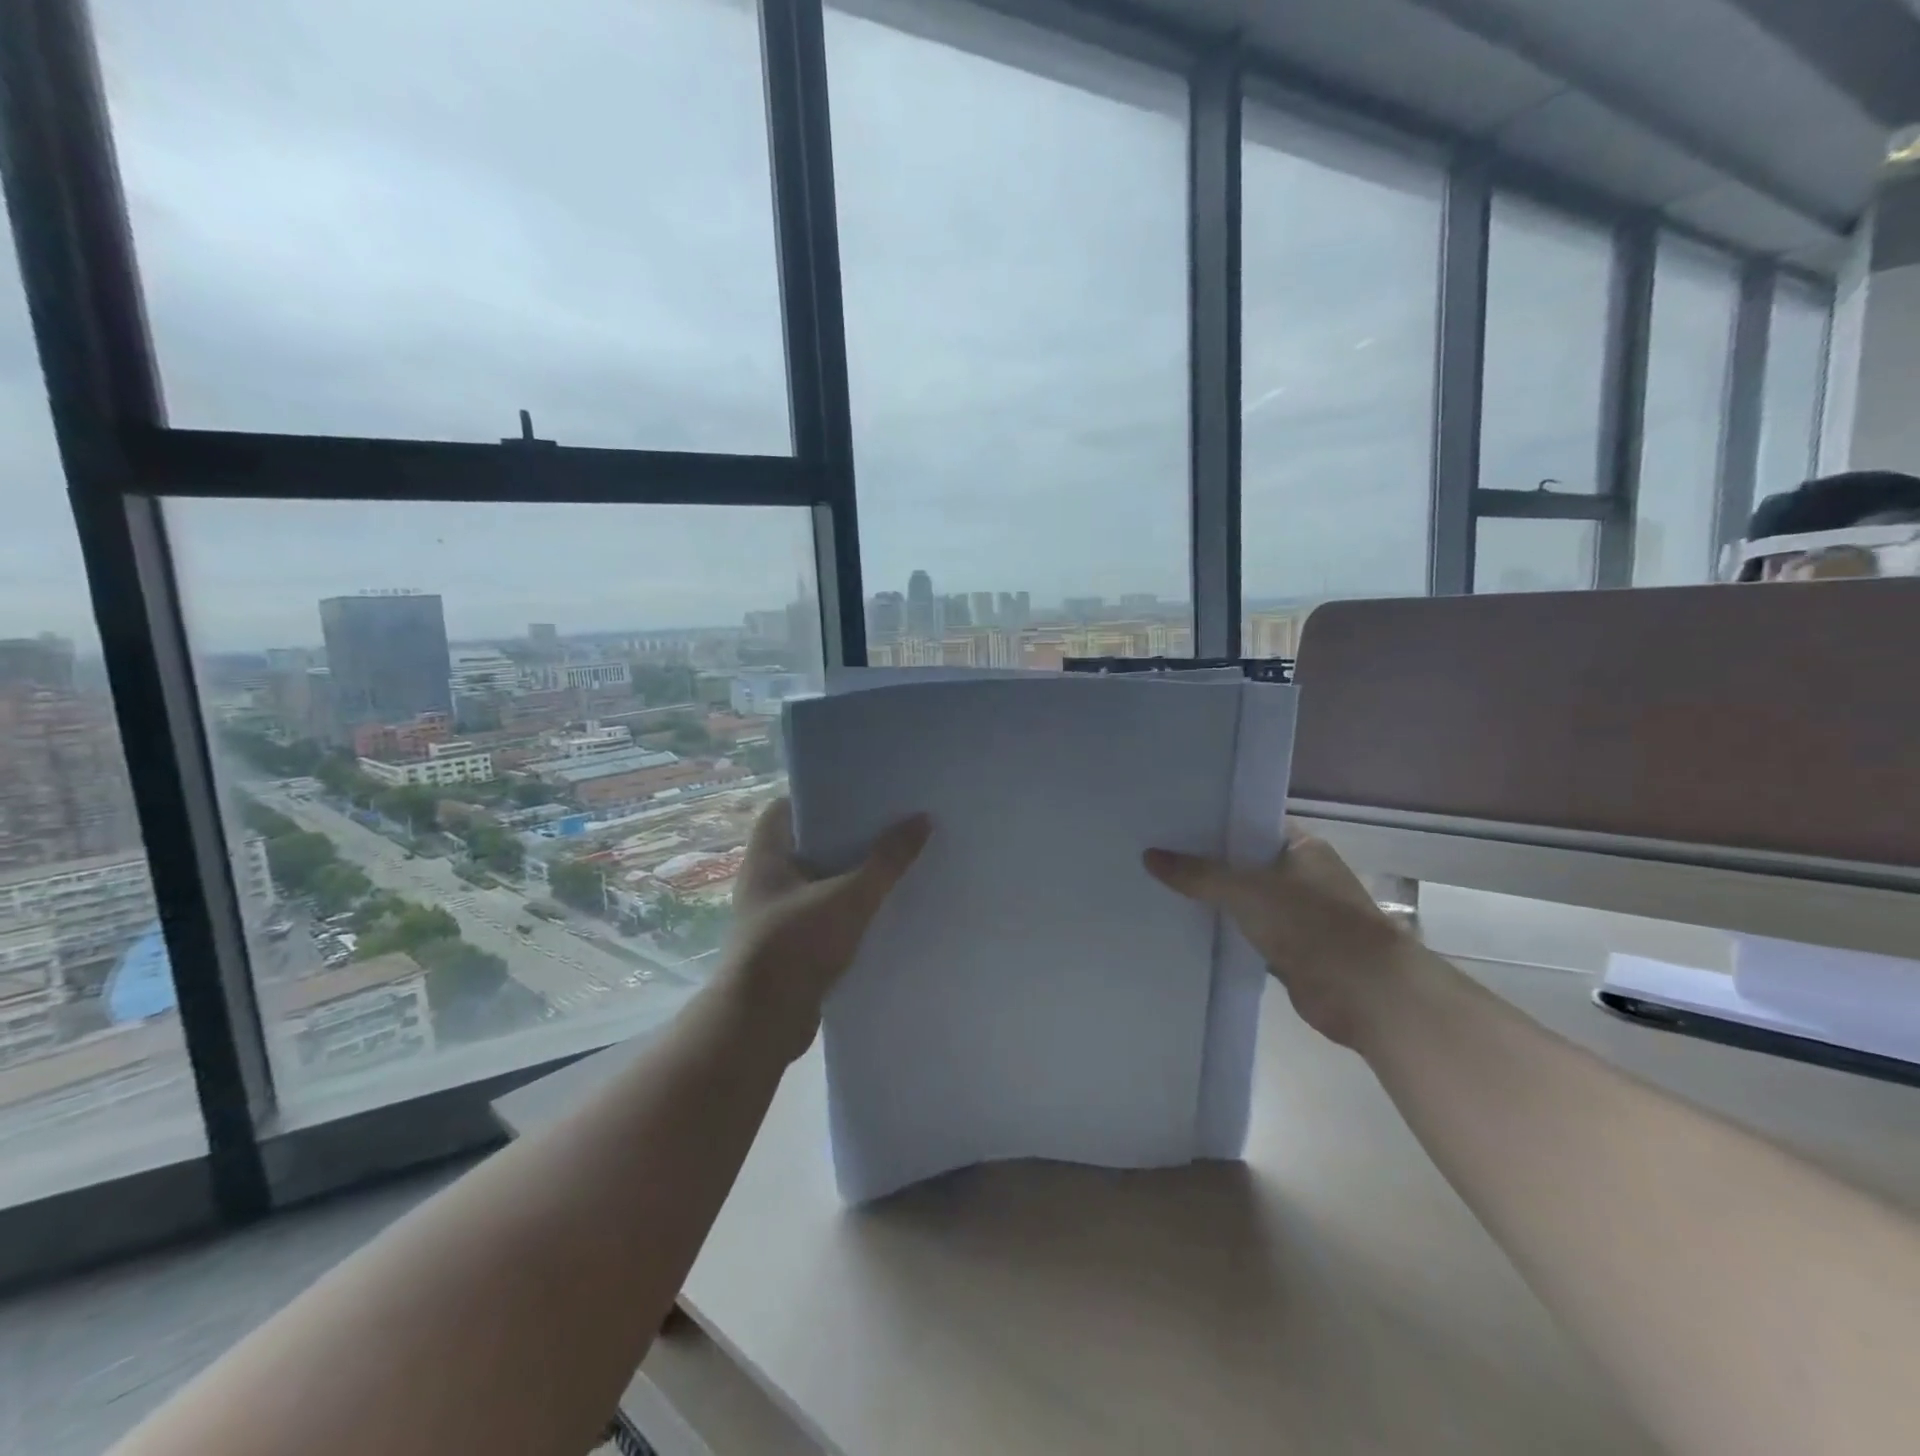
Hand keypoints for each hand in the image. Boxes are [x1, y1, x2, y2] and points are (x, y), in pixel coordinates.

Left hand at [726, 797, 931, 1059]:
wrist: (761, 1024)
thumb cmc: (795, 945)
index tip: (857, 792)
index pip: (784, 809)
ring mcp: (776, 915)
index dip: (817, 797)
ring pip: (818, 882)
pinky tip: (881, 909)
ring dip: (849, 875)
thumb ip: (886, 861)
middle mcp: (766, 881)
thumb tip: (922, 819)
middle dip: (845, 837)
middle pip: (807, 844)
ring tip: (894, 861)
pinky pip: (823, 914)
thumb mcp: (849, 898)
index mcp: (766, 857)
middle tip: (888, 823)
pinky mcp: (789, 946)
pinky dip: (847, 909)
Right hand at [1144, 827, 1408, 1047]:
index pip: (1249, 823)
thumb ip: (1198, 874)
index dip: (1212, 822)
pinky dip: (1223, 931)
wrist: (1363, 991)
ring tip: (1159, 886)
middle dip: (1205, 862)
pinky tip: (1183, 926)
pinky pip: (1246, 931)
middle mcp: (1301, 875)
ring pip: (1243, 899)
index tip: (1171, 821)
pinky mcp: (1290, 948)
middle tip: (1154, 853)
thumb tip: (1149, 856)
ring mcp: (1297, 913)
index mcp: (1301, 847)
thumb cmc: (1311, 923)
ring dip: (1212, 899)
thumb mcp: (1246, 890)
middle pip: (1243, 862)